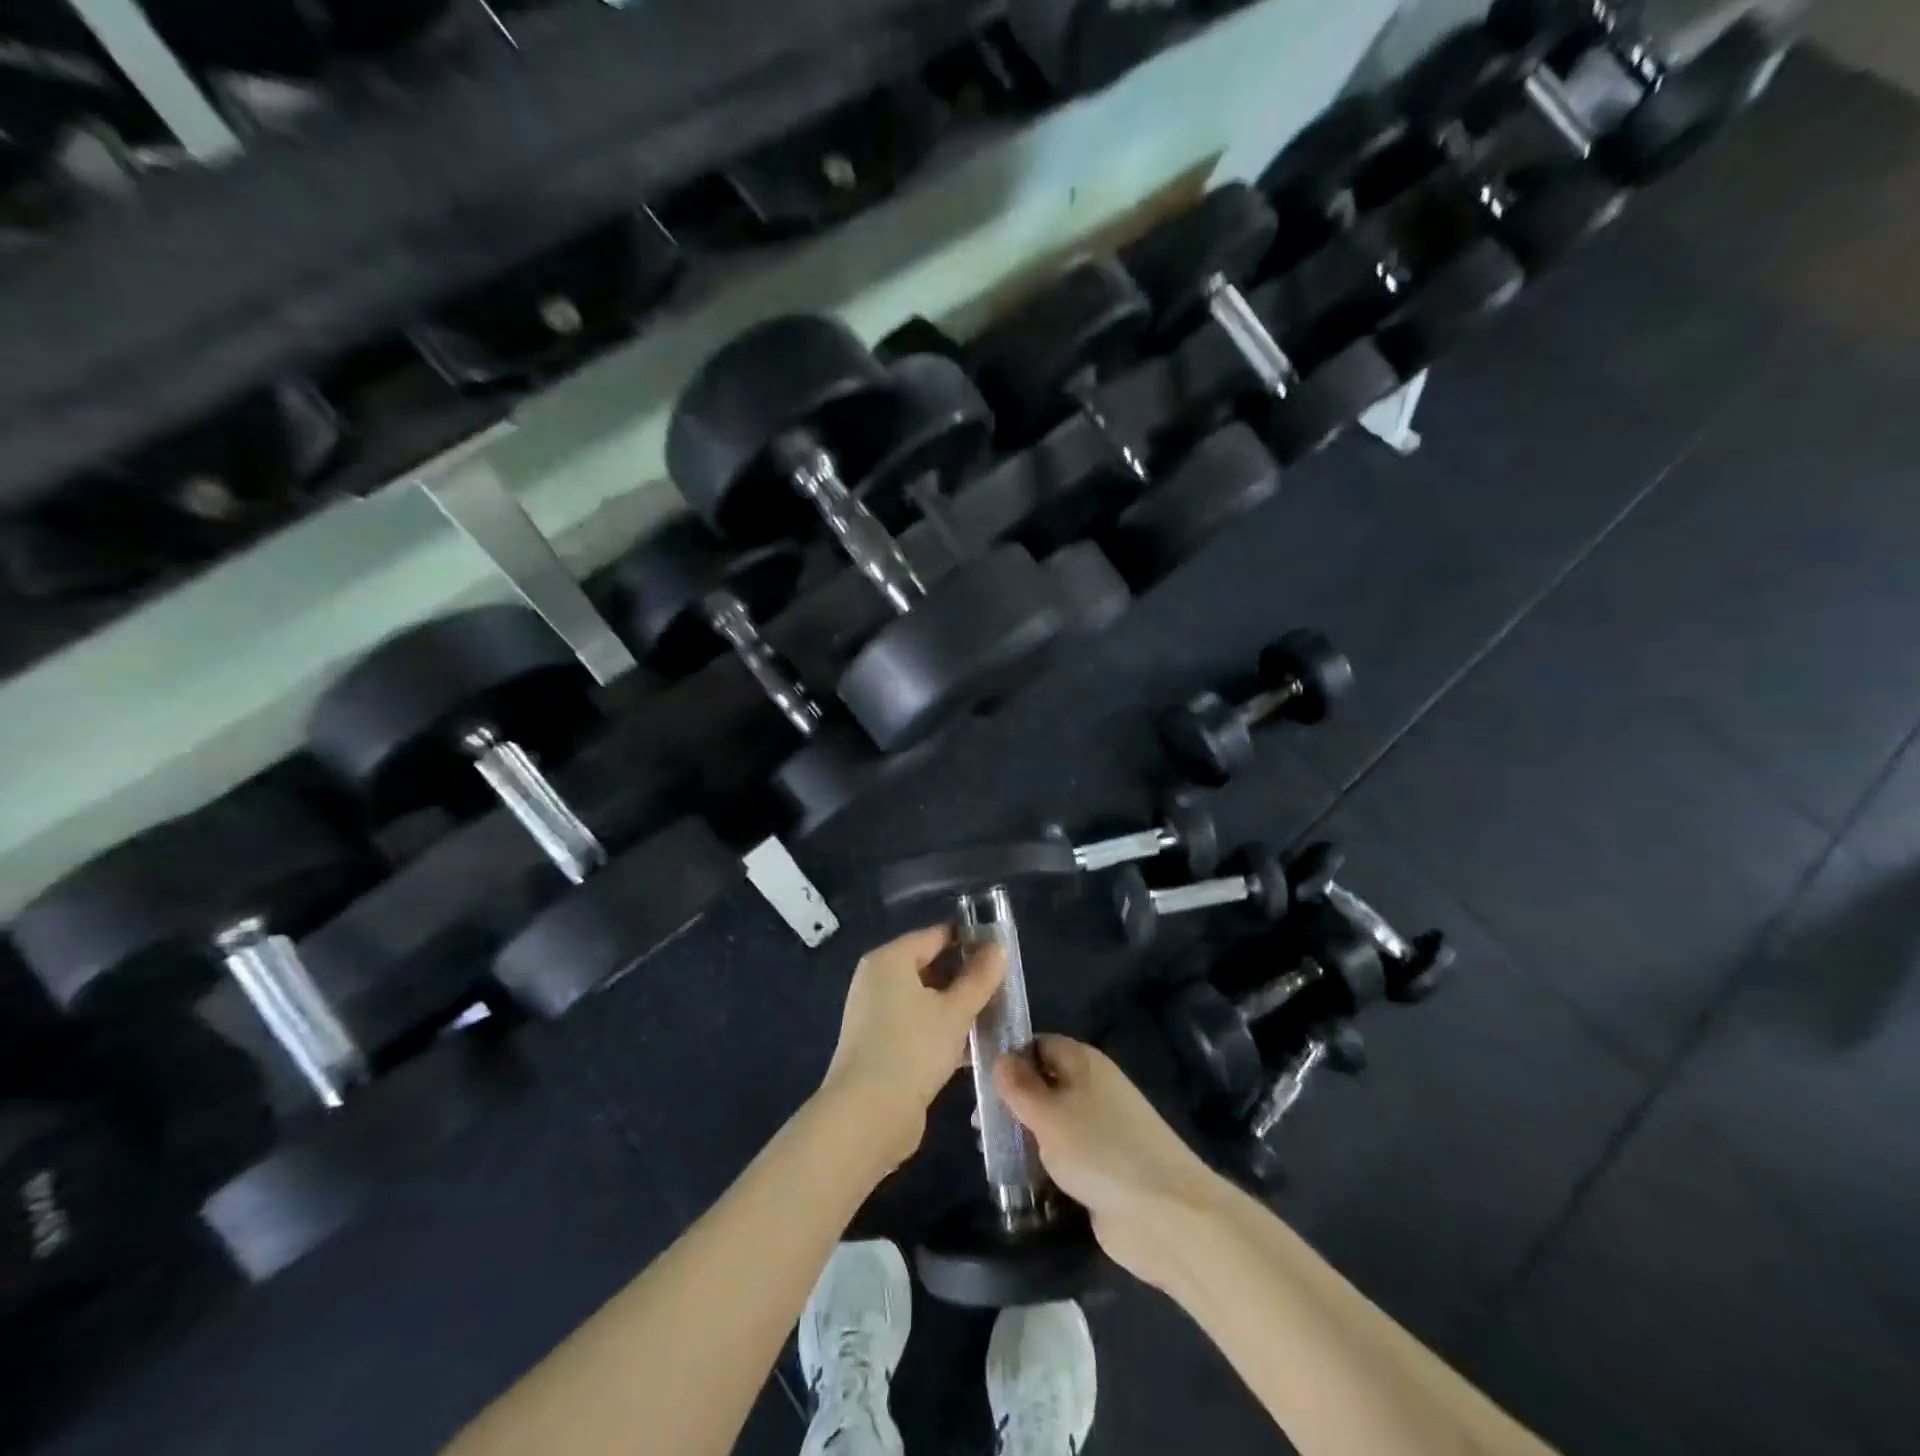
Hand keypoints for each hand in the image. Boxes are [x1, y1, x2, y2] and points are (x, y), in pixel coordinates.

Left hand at [820, 925, 1005, 1168]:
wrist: (867, 1116)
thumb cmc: (912, 1049)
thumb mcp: (955, 1012)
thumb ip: (979, 978)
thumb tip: (998, 948)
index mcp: (889, 960)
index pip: (935, 935)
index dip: (969, 939)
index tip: (1001, 950)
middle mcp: (877, 981)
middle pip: (929, 966)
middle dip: (965, 975)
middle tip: (1003, 984)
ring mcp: (876, 1015)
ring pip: (925, 999)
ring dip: (957, 1006)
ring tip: (995, 1013)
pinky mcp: (881, 1046)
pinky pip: (918, 1025)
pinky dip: (942, 1029)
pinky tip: (973, 1044)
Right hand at [995, 1036, 1221, 1288]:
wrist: (1165, 1215)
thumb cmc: (1100, 1151)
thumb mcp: (1049, 1114)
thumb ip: (1020, 1086)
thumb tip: (1001, 1058)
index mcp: (1084, 1062)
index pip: (1040, 1044)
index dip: (1011, 1057)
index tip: (979, 1079)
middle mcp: (1093, 1088)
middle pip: (1045, 1083)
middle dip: (1014, 1101)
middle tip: (978, 1123)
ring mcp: (1100, 1130)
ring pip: (1053, 1122)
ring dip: (1026, 1136)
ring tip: (990, 1152)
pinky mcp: (1103, 1168)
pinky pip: (1064, 1156)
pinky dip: (1043, 1165)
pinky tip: (1017, 1181)